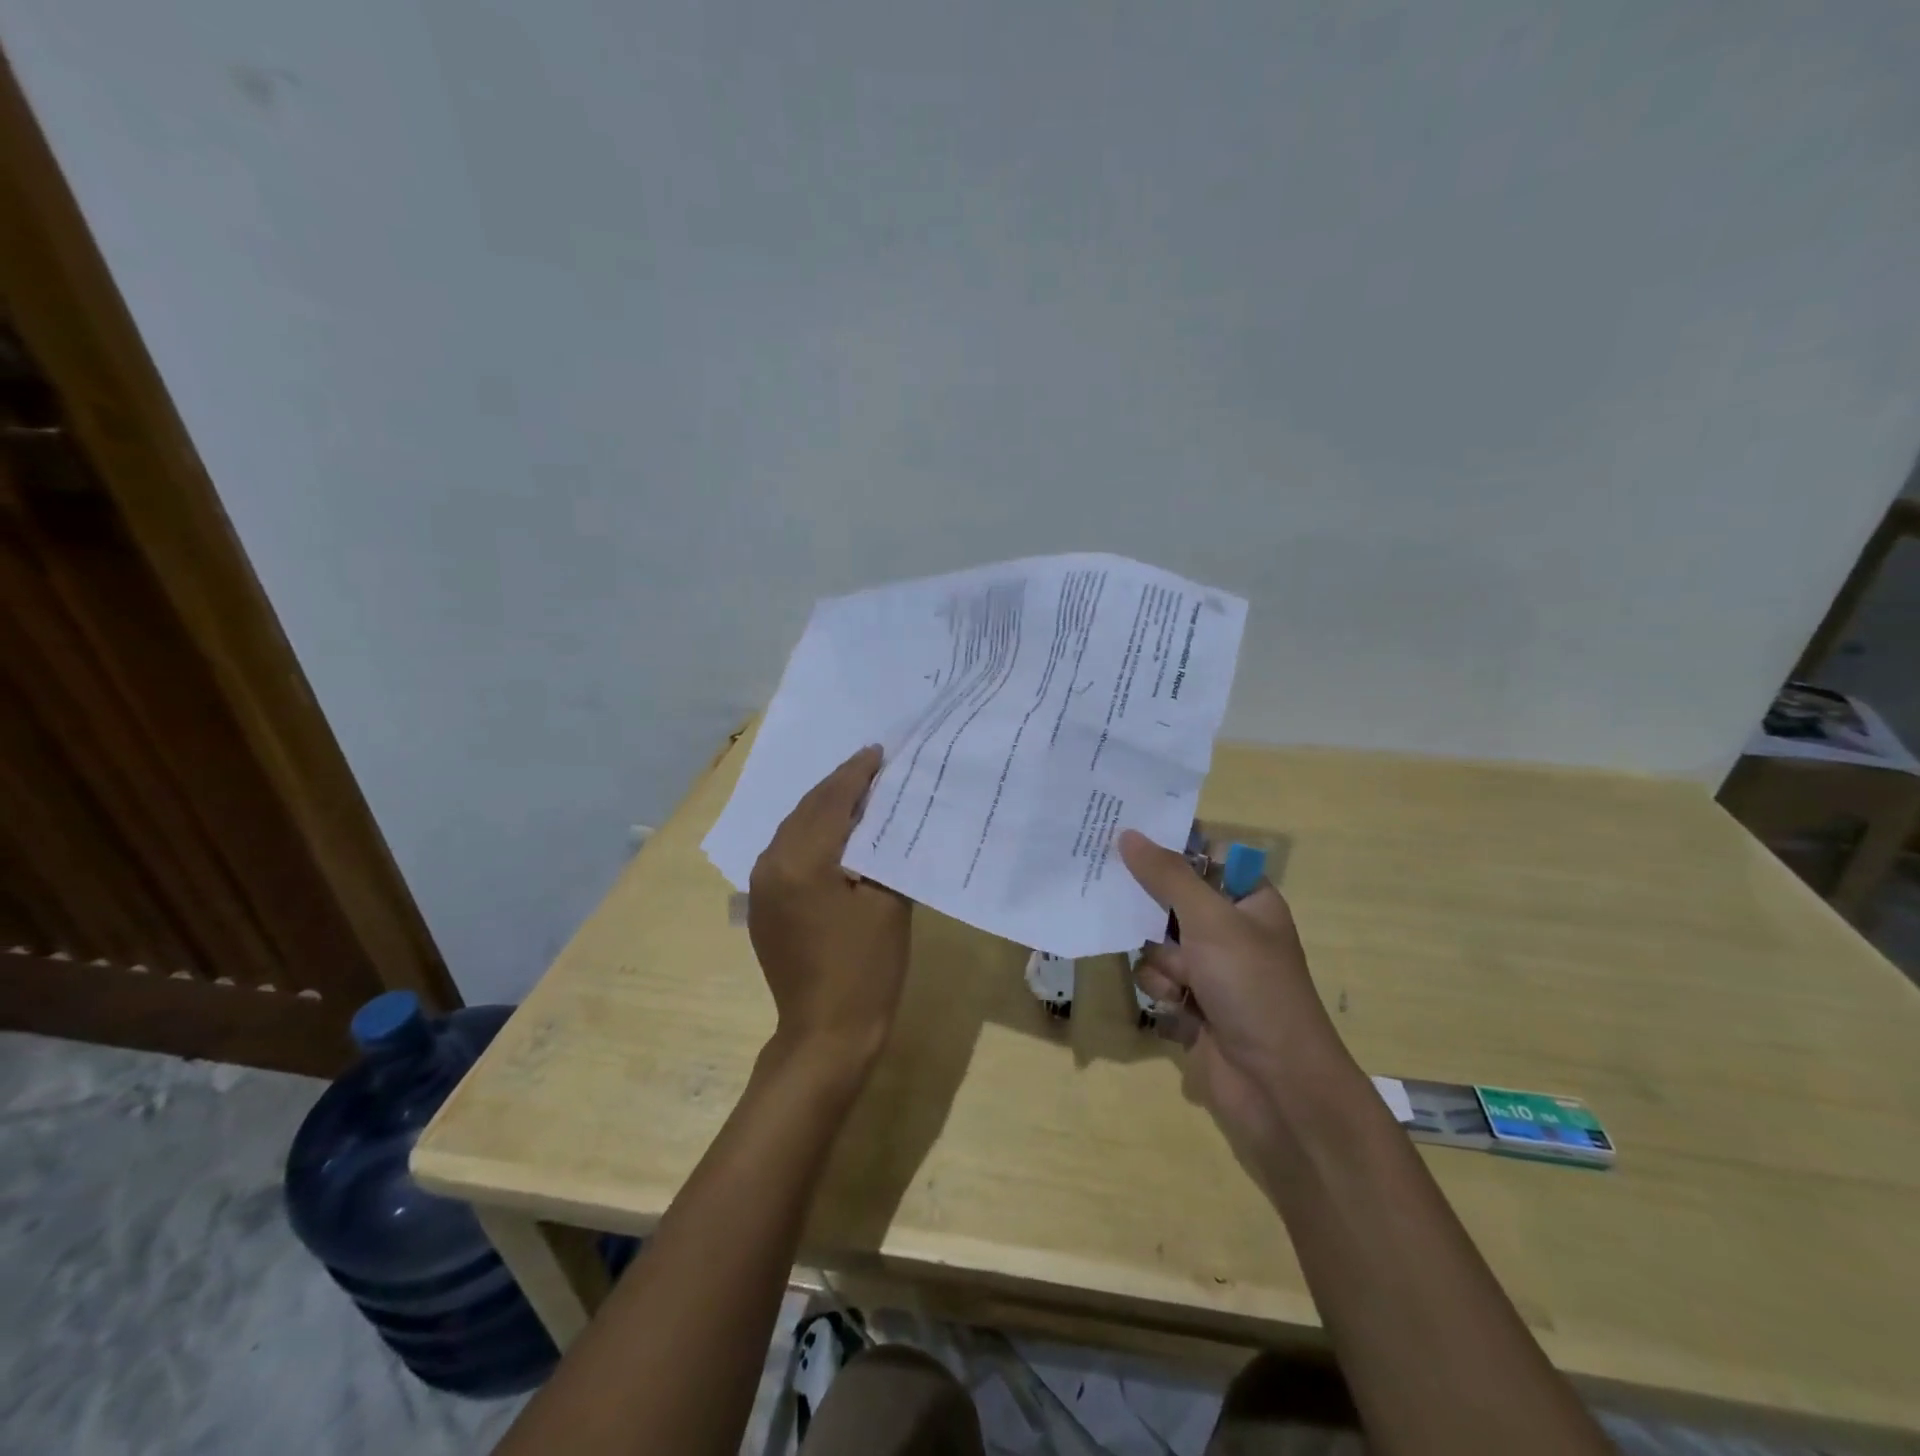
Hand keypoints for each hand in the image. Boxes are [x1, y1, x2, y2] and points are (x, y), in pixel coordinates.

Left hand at [748, 746, 913, 1072]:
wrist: (826, 1034)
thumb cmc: (866, 969)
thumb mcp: (887, 903)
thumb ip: (884, 851)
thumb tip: (885, 817)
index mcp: (801, 861)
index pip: (831, 802)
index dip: (857, 774)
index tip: (878, 751)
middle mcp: (771, 864)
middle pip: (807, 809)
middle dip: (839, 785)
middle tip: (871, 765)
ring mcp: (762, 886)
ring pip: (795, 829)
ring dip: (825, 807)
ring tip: (857, 792)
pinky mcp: (764, 905)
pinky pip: (788, 852)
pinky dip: (813, 834)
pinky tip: (836, 833)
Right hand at [1119, 829, 1355, 1158]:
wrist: (1277, 1085)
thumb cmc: (1253, 987)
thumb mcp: (1211, 920)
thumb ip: (1166, 875)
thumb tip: (1128, 834)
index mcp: (1249, 901)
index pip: (1203, 858)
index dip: (1168, 848)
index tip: (1127, 839)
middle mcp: (1230, 930)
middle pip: (1172, 900)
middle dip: (1153, 911)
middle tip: (1120, 899)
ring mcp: (1211, 969)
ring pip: (1157, 942)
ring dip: (1161, 960)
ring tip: (1183, 981)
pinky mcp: (1193, 1003)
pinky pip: (1157, 978)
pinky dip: (1163, 990)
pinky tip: (1180, 1007)